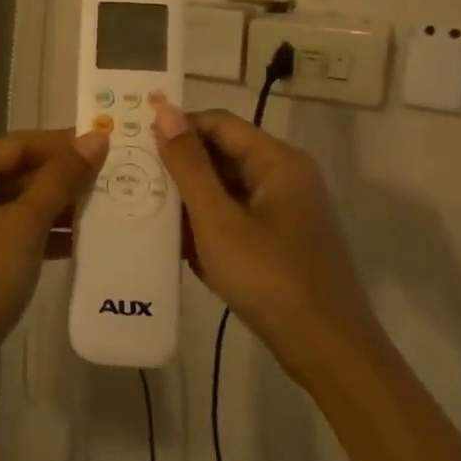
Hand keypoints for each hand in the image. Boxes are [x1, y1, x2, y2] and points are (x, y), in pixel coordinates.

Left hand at [0, 128, 108, 390]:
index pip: (19, 144)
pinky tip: (83, 241)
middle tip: (115, 175)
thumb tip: (94, 139)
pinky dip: (43, 234)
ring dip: (58, 206)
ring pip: (18, 204)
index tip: (108, 143)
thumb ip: (60, 180)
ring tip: (109, 205)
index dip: (64, 143)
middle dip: (64, 176)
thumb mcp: (23, 225)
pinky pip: (13, 232)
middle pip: (18, 172)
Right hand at [150, 102, 378, 366]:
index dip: (177, 127)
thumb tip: (164, 111)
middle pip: (223, 153)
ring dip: (191, 199)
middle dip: (180, 166)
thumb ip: (188, 164)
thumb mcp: (218, 220)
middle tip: (134, 179)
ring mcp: (286, 209)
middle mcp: (286, 175)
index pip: (218, 123)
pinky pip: (237, 215)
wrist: (326, 350)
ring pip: (227, 187)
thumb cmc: (269, 277)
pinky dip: (209, 223)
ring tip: (147, 209)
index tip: (135, 144)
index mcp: (277, 161)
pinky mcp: (282, 238)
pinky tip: (179, 243)